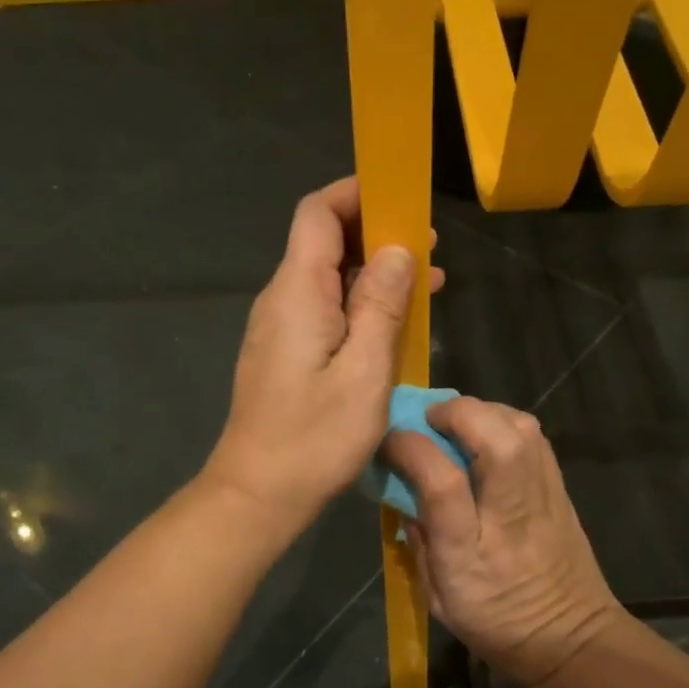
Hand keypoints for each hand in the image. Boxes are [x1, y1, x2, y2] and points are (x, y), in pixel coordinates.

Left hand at [203, 177, 443, 529]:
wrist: (258, 493)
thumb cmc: (315, 437)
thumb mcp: (365, 372)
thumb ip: (380, 305)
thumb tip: (397, 249)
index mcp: (297, 292)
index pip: (318, 213)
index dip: (357, 193)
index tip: (403, 196)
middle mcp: (281, 299)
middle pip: (324, 241)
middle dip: (376, 234)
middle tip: (430, 249)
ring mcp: (279, 327)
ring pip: (327, 277)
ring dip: (373, 273)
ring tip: (428, 285)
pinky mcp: (284, 352)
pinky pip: (323, 309)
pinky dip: (359, 304)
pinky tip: (394, 324)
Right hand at [383, 396, 619, 687]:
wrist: (574, 639)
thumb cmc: (497, 624)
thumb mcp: (438, 597)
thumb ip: (419, 540)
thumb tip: (405, 489)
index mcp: (471, 552)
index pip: (443, 483)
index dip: (412, 449)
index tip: (390, 439)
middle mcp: (511, 515)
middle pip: (496, 440)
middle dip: (457, 414)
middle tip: (429, 420)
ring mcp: (543, 497)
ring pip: (521, 429)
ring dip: (482, 412)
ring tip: (456, 424)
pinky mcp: (562, 489)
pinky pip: (534, 437)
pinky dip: (505, 422)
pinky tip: (487, 435)